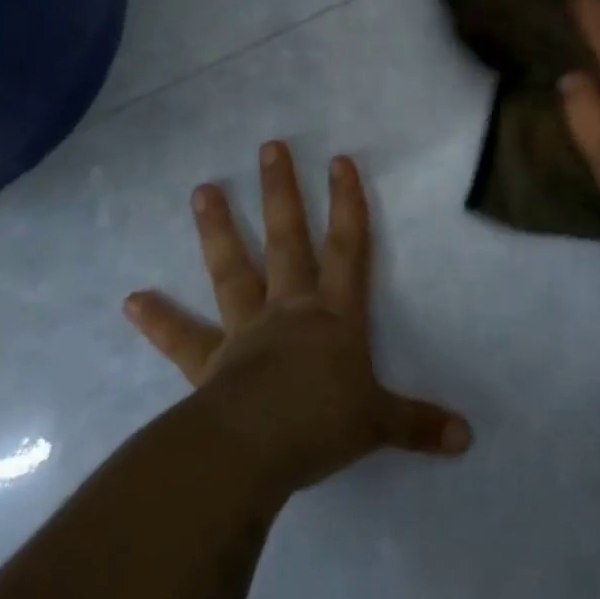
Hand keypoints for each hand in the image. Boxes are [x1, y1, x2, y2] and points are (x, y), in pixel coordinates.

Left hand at [125, 142, 470, 496]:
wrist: (252, 450)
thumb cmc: (321, 424)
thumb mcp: (379, 423)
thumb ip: (419, 424)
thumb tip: (467, 438)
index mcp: (333, 316)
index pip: (348, 248)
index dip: (347, 204)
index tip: (340, 161)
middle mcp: (289, 310)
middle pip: (287, 241)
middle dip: (282, 193)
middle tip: (269, 148)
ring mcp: (245, 331)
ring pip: (232, 271)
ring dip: (219, 230)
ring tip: (203, 190)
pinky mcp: (209, 363)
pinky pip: (182, 339)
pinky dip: (158, 320)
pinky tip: (132, 300)